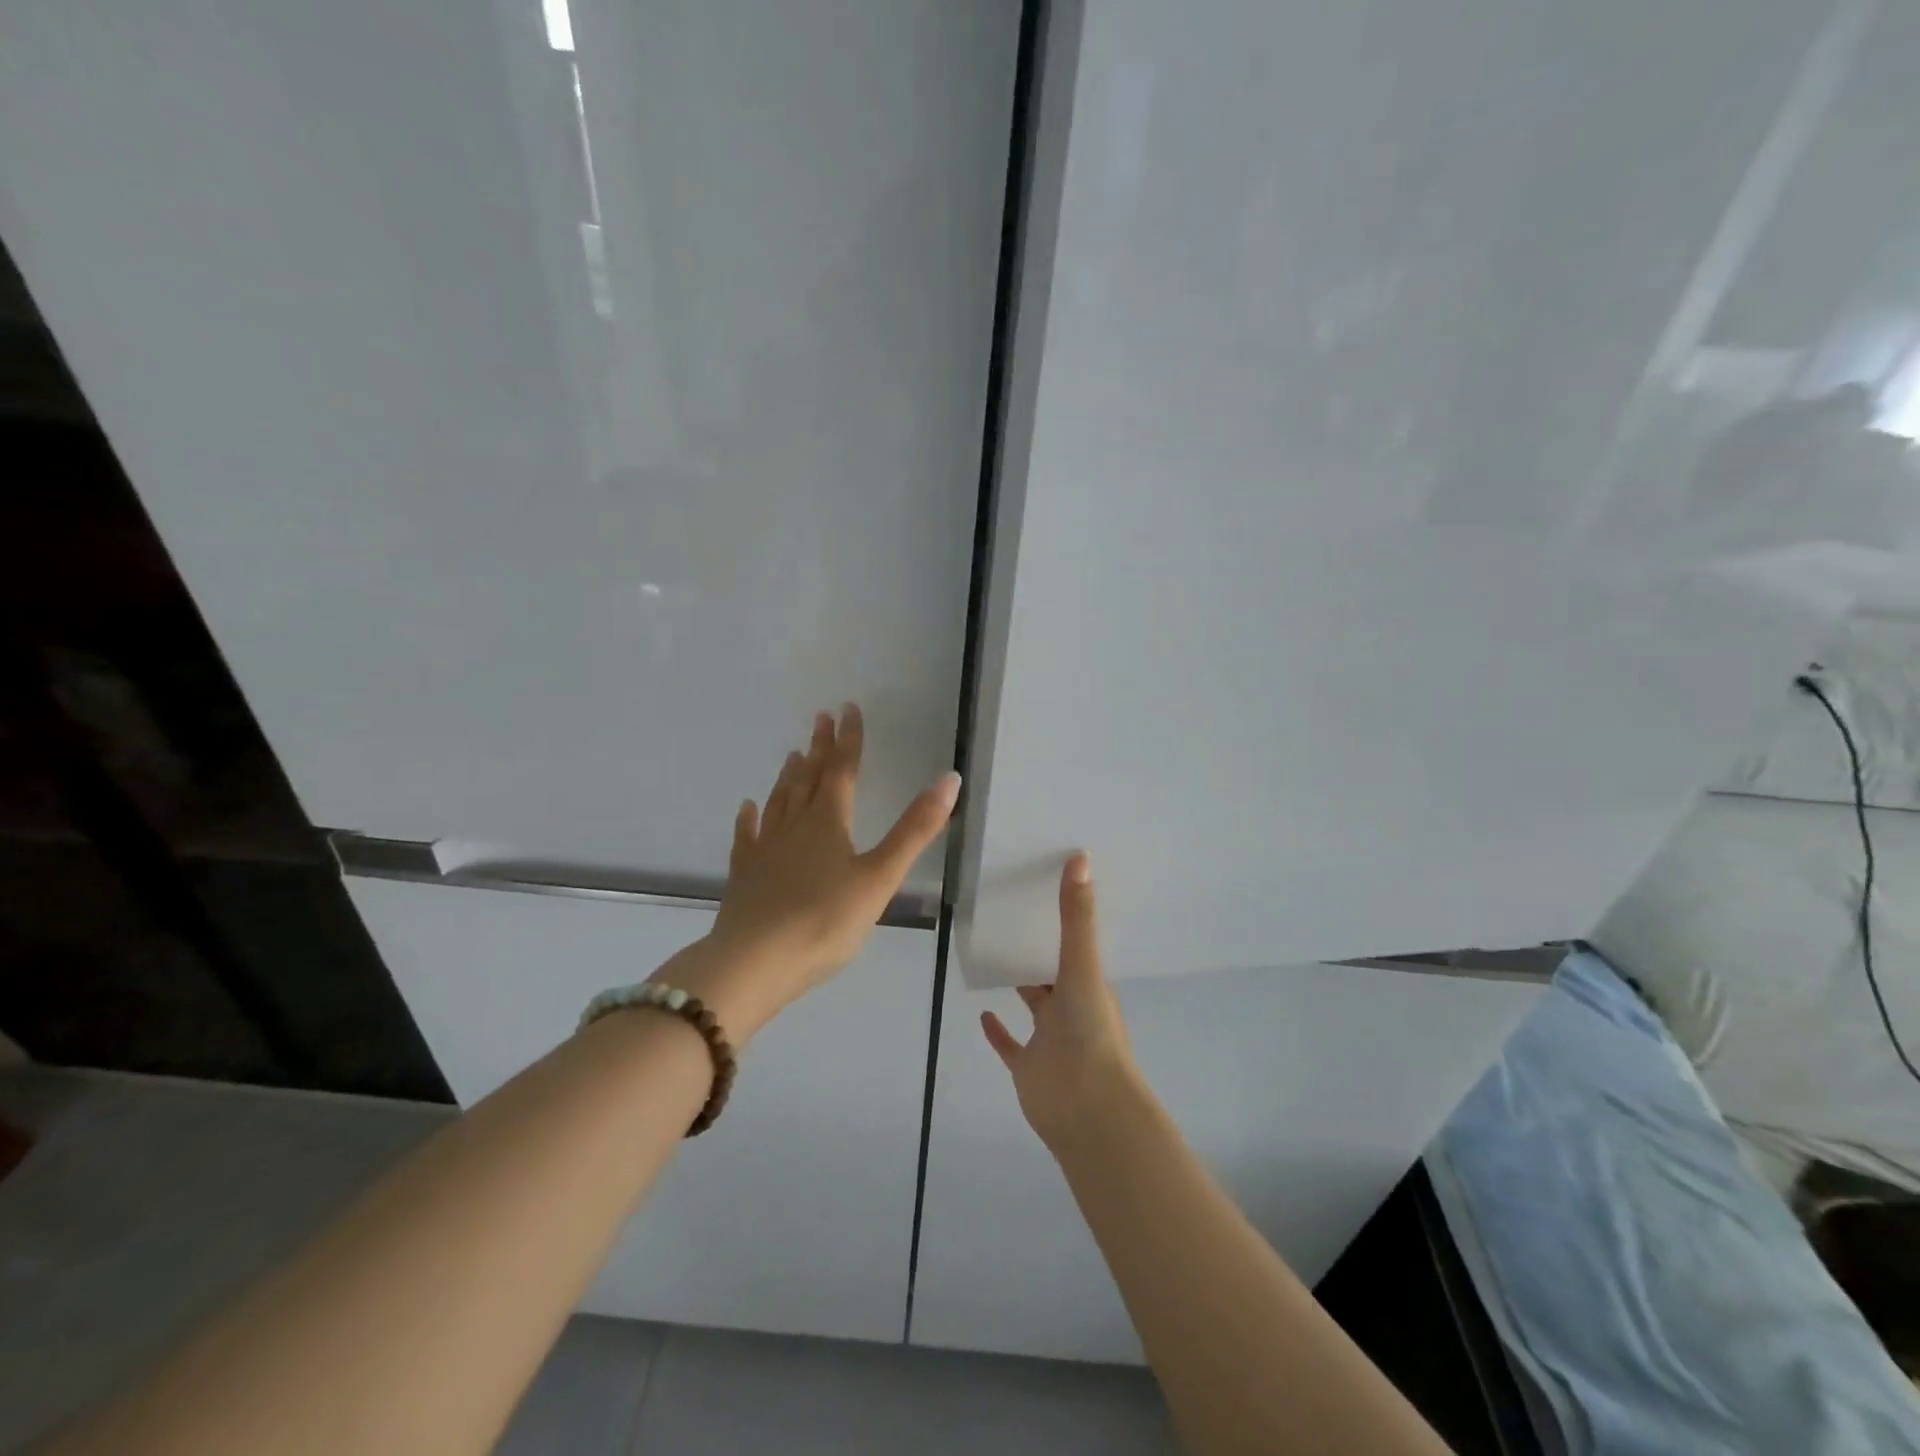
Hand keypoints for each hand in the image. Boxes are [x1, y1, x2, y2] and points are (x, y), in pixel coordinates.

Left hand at [671, 704, 958, 1041]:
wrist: (753, 963)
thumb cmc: (824, 921)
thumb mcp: (880, 877)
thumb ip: (914, 830)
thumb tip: (950, 779)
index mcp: (828, 823)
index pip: (842, 770)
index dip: (848, 739)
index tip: (848, 708)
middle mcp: (794, 826)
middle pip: (808, 779)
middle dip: (818, 748)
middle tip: (820, 718)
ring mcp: (765, 849)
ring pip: (780, 802)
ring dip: (789, 776)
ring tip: (793, 754)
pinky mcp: (744, 874)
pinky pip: (747, 836)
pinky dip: (750, 818)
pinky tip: (748, 808)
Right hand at [981, 853, 1139, 1151]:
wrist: (1088, 1109)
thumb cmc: (1090, 1032)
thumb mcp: (1083, 966)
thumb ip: (1076, 917)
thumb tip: (1080, 858)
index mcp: (1088, 984)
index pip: (1075, 944)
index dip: (1063, 919)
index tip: (1042, 888)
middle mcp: (1070, 1007)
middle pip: (1052, 971)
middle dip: (1037, 948)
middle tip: (1008, 912)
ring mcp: (1048, 1039)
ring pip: (1033, 1004)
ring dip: (1019, 983)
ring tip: (991, 952)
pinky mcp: (1027, 1066)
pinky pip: (1010, 1044)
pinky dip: (997, 1030)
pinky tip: (982, 1011)